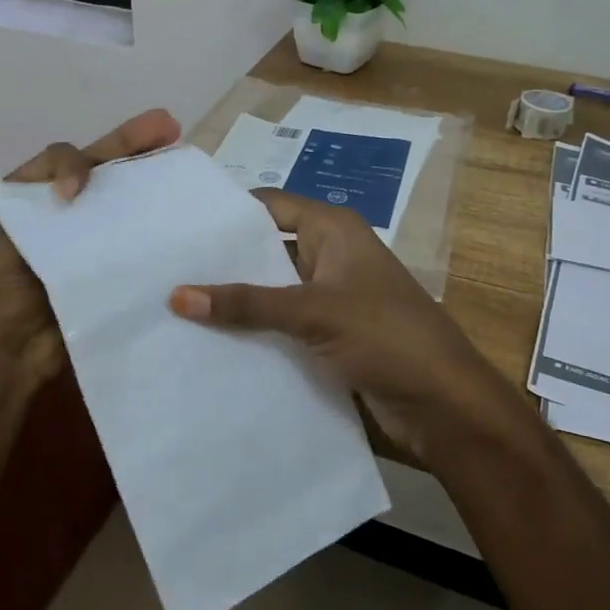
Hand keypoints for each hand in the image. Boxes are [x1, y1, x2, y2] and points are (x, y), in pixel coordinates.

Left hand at [0, 109, 181, 387]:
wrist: (6, 349)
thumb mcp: (5, 217)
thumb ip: (45, 181)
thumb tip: (83, 188)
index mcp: (30, 195)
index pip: (69, 156)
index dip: (80, 161)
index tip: (80, 192)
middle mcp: (62, 213)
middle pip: (104, 172)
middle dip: (136, 146)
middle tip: (171, 128)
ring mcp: (87, 243)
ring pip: (123, 204)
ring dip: (151, 184)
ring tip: (184, 165)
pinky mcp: (108, 271)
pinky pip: (133, 243)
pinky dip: (154, 230)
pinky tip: (181, 220)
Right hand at [168, 191, 525, 461]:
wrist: (444, 404)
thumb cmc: (385, 337)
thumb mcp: (313, 312)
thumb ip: (246, 303)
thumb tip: (176, 295)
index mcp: (333, 230)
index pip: (268, 205)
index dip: (226, 213)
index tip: (176, 225)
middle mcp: (330, 255)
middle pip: (267, 248)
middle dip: (223, 261)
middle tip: (165, 269)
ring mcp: (331, 297)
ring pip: (272, 290)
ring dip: (236, 300)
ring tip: (176, 306)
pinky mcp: (331, 335)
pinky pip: (283, 324)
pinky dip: (255, 331)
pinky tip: (212, 342)